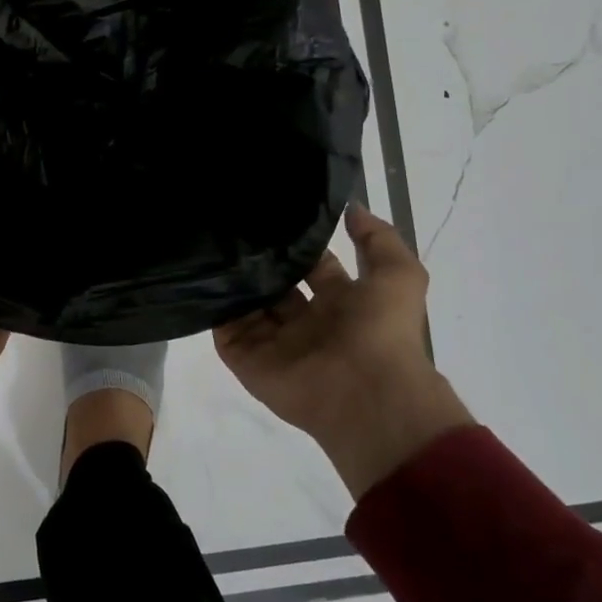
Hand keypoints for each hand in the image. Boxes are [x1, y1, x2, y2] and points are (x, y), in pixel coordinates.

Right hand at [215, 205, 472, 498]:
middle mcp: (306, 323)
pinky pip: (224, 331)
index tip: (274, 216)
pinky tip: (202, 277)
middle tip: (235, 227)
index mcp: (341, 305)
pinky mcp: (248, 360)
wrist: (366, 394)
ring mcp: (274, 343)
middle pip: (275, 286)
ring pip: (248, 306)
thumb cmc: (382, 332)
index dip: (299, 246)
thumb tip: (350, 207)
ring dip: (235, 282)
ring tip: (211, 244)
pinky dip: (213, 310)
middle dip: (260, 262)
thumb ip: (378, 238)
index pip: (312, 267)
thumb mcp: (399, 275)